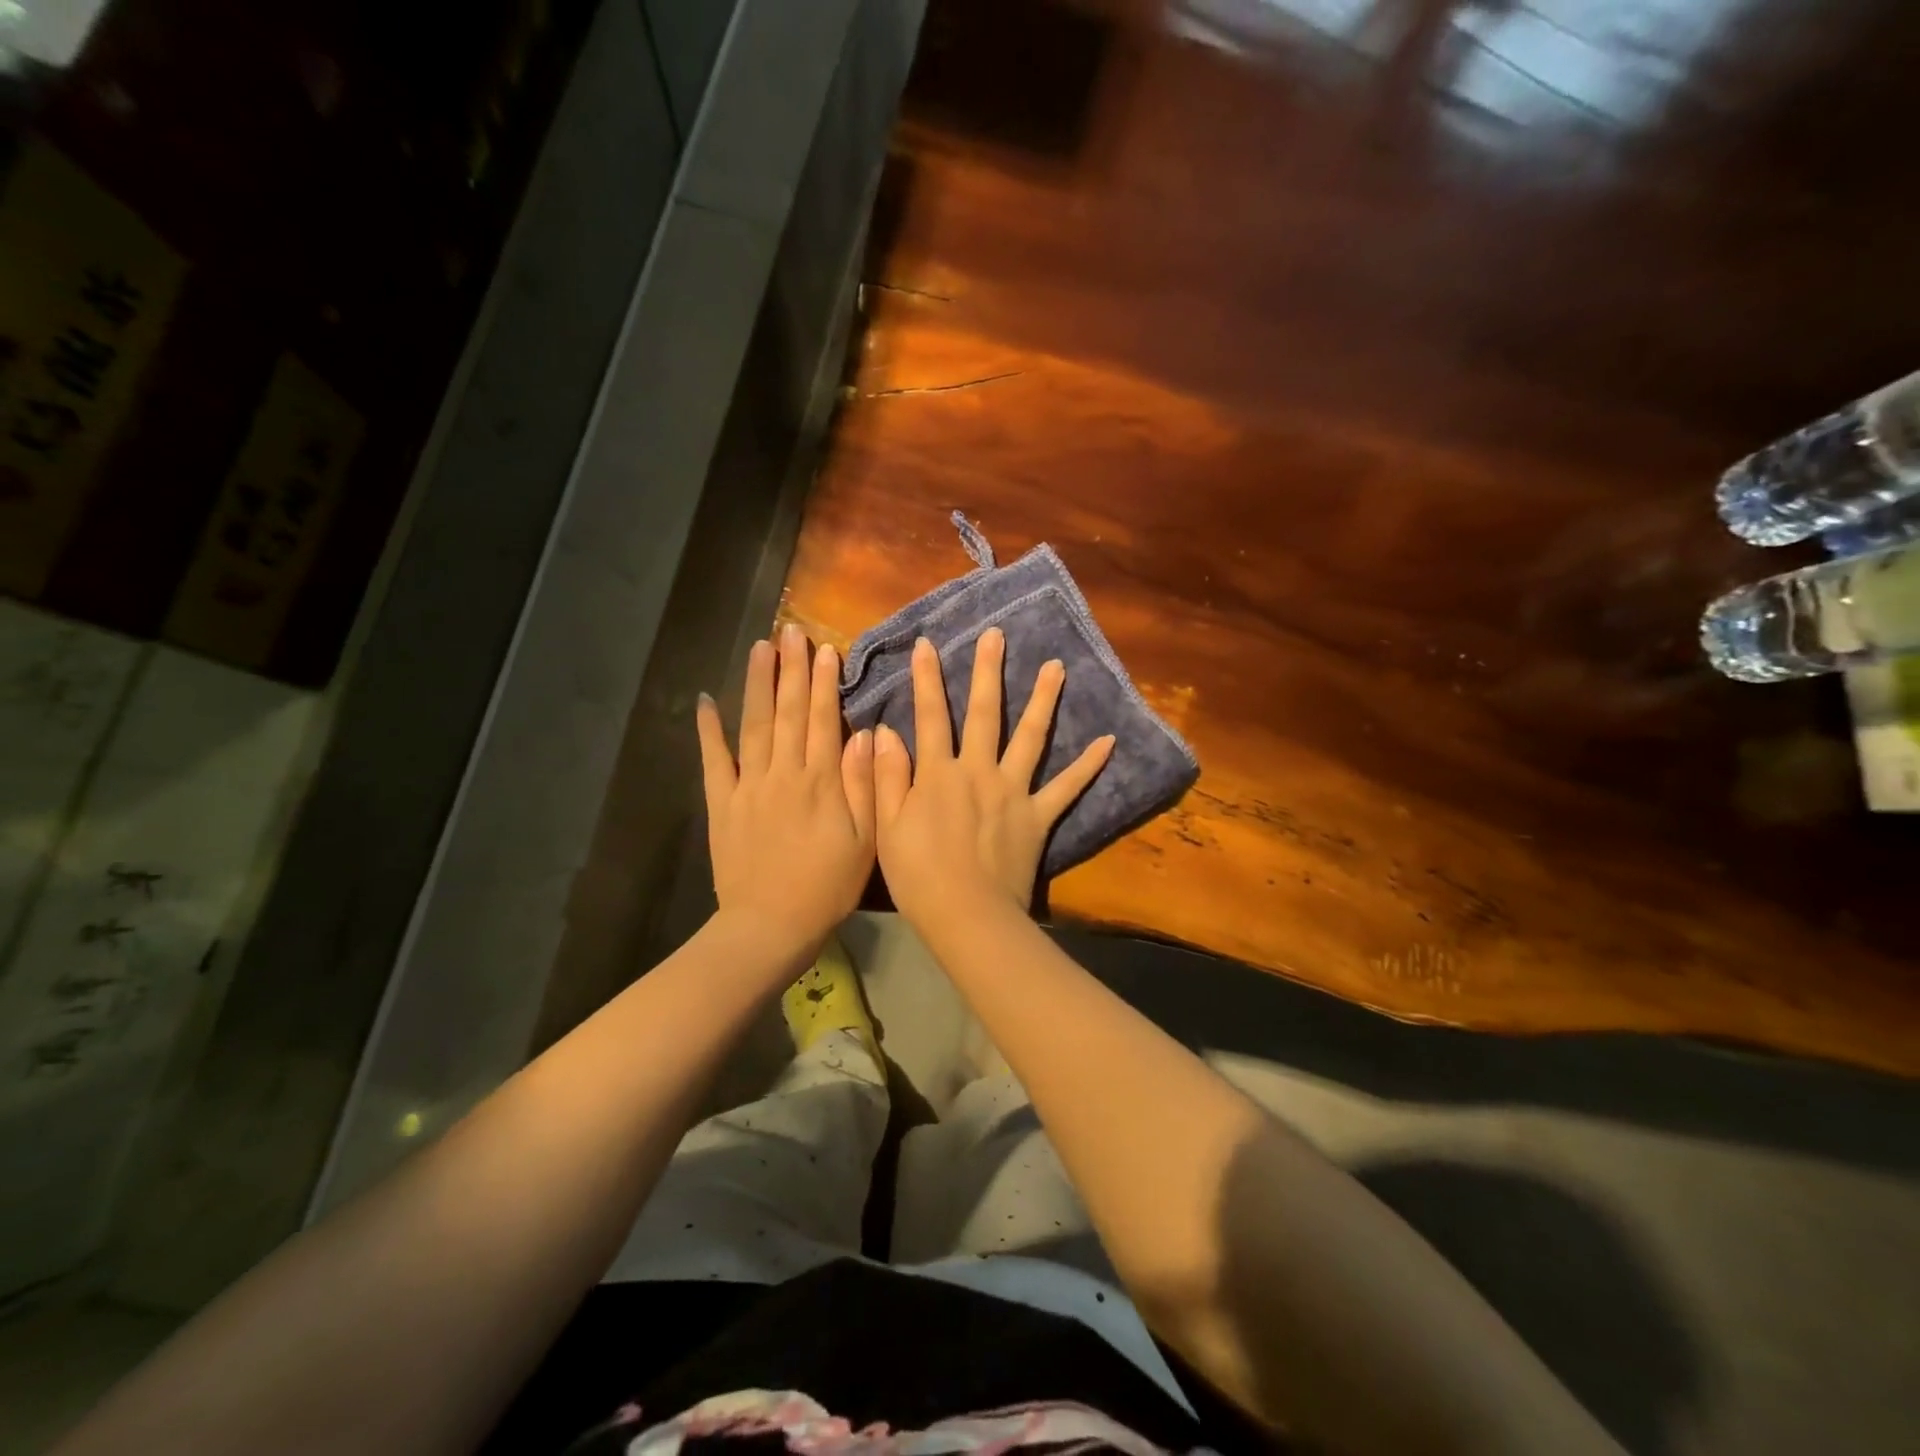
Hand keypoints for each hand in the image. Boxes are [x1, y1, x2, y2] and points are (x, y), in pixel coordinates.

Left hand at [697, 624, 875, 959]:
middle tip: (791, 631)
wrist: (770, 925)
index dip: (824, 683)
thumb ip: (864, 785)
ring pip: (754, 725)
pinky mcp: (723, 803)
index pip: (823, 720)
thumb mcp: (864, 840)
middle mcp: (783, 773)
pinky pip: (714, 761)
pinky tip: (705, 702)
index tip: (825, 649)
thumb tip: (864, 735)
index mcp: (821, 781)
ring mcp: (748, 786)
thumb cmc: (827, 886)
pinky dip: (709, 731)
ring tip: (761, 648)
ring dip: (758, 684)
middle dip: (792, 669)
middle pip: (788, 712)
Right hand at [874, 628, 1112, 927]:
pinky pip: (1067, 788)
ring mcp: (1013, 792)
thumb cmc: (919, 877)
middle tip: (997, 635)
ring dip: (1043, 700)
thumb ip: (887, 777)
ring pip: (1030, 737)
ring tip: (1057, 667)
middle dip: (988, 671)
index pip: (930, 716)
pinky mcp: (1038, 816)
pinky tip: (1108, 741)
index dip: (928, 679)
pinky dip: (1088, 765)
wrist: (968, 917)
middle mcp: (978, 771)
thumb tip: (885, 731)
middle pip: (985, 713)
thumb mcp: (888, 827)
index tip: (929, 644)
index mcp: (938, 774)